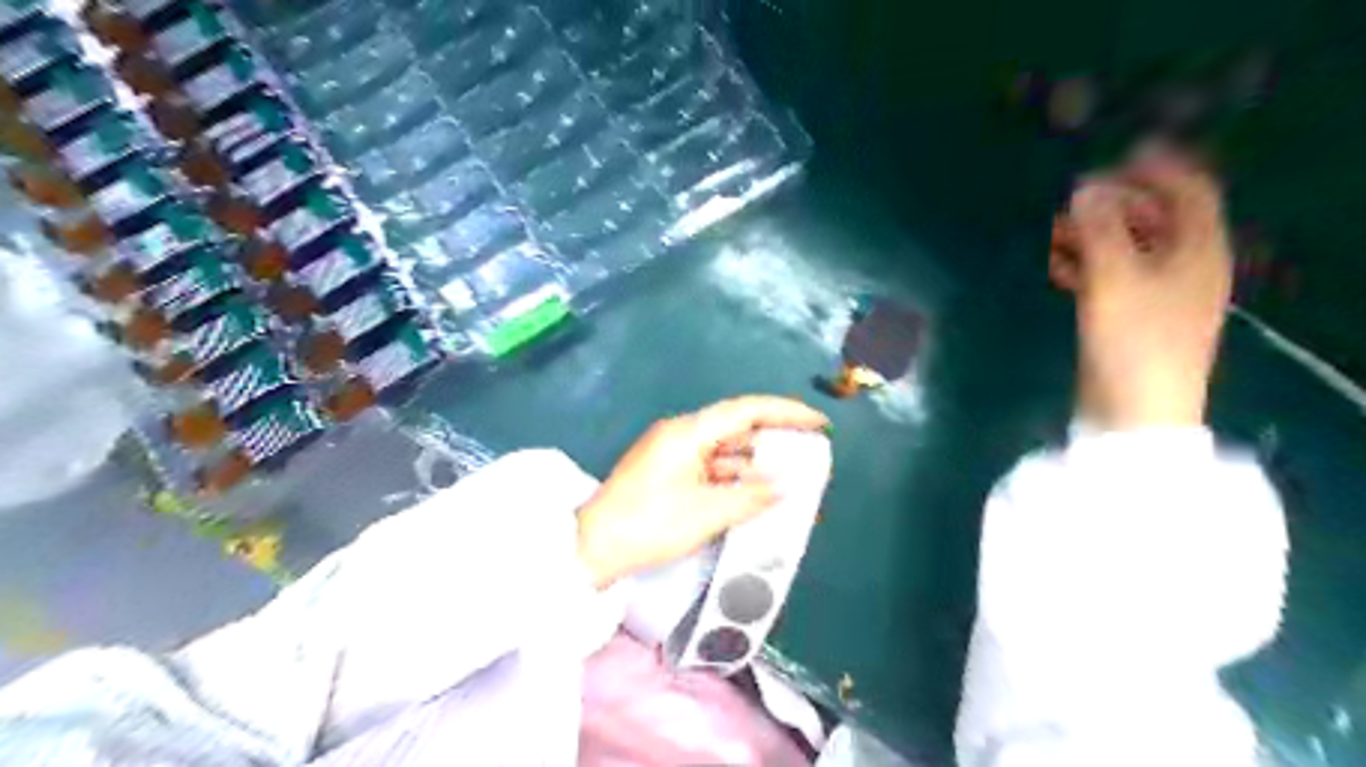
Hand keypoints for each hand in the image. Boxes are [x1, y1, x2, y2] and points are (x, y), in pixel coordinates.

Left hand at [572, 395, 827, 585]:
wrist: (591, 547)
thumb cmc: (649, 525)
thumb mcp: (705, 513)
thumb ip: (751, 497)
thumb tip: (785, 487)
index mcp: (688, 432)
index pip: (746, 410)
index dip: (786, 412)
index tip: (818, 423)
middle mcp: (681, 434)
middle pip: (737, 427)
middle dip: (773, 439)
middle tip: (809, 453)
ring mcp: (672, 454)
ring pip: (724, 450)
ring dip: (754, 464)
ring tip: (789, 479)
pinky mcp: (667, 473)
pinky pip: (711, 467)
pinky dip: (734, 479)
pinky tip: (754, 495)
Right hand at [1049, 145, 1234, 428]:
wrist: (1135, 411)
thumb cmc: (1133, 340)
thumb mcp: (1114, 278)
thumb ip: (1100, 229)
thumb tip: (1085, 189)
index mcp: (1199, 250)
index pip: (1189, 191)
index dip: (1155, 169)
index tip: (1111, 159)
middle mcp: (1186, 266)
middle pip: (1155, 218)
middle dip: (1113, 204)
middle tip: (1069, 201)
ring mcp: (1160, 294)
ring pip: (1129, 248)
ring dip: (1094, 235)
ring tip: (1053, 233)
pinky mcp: (1134, 317)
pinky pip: (1113, 276)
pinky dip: (1088, 264)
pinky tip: (1057, 266)